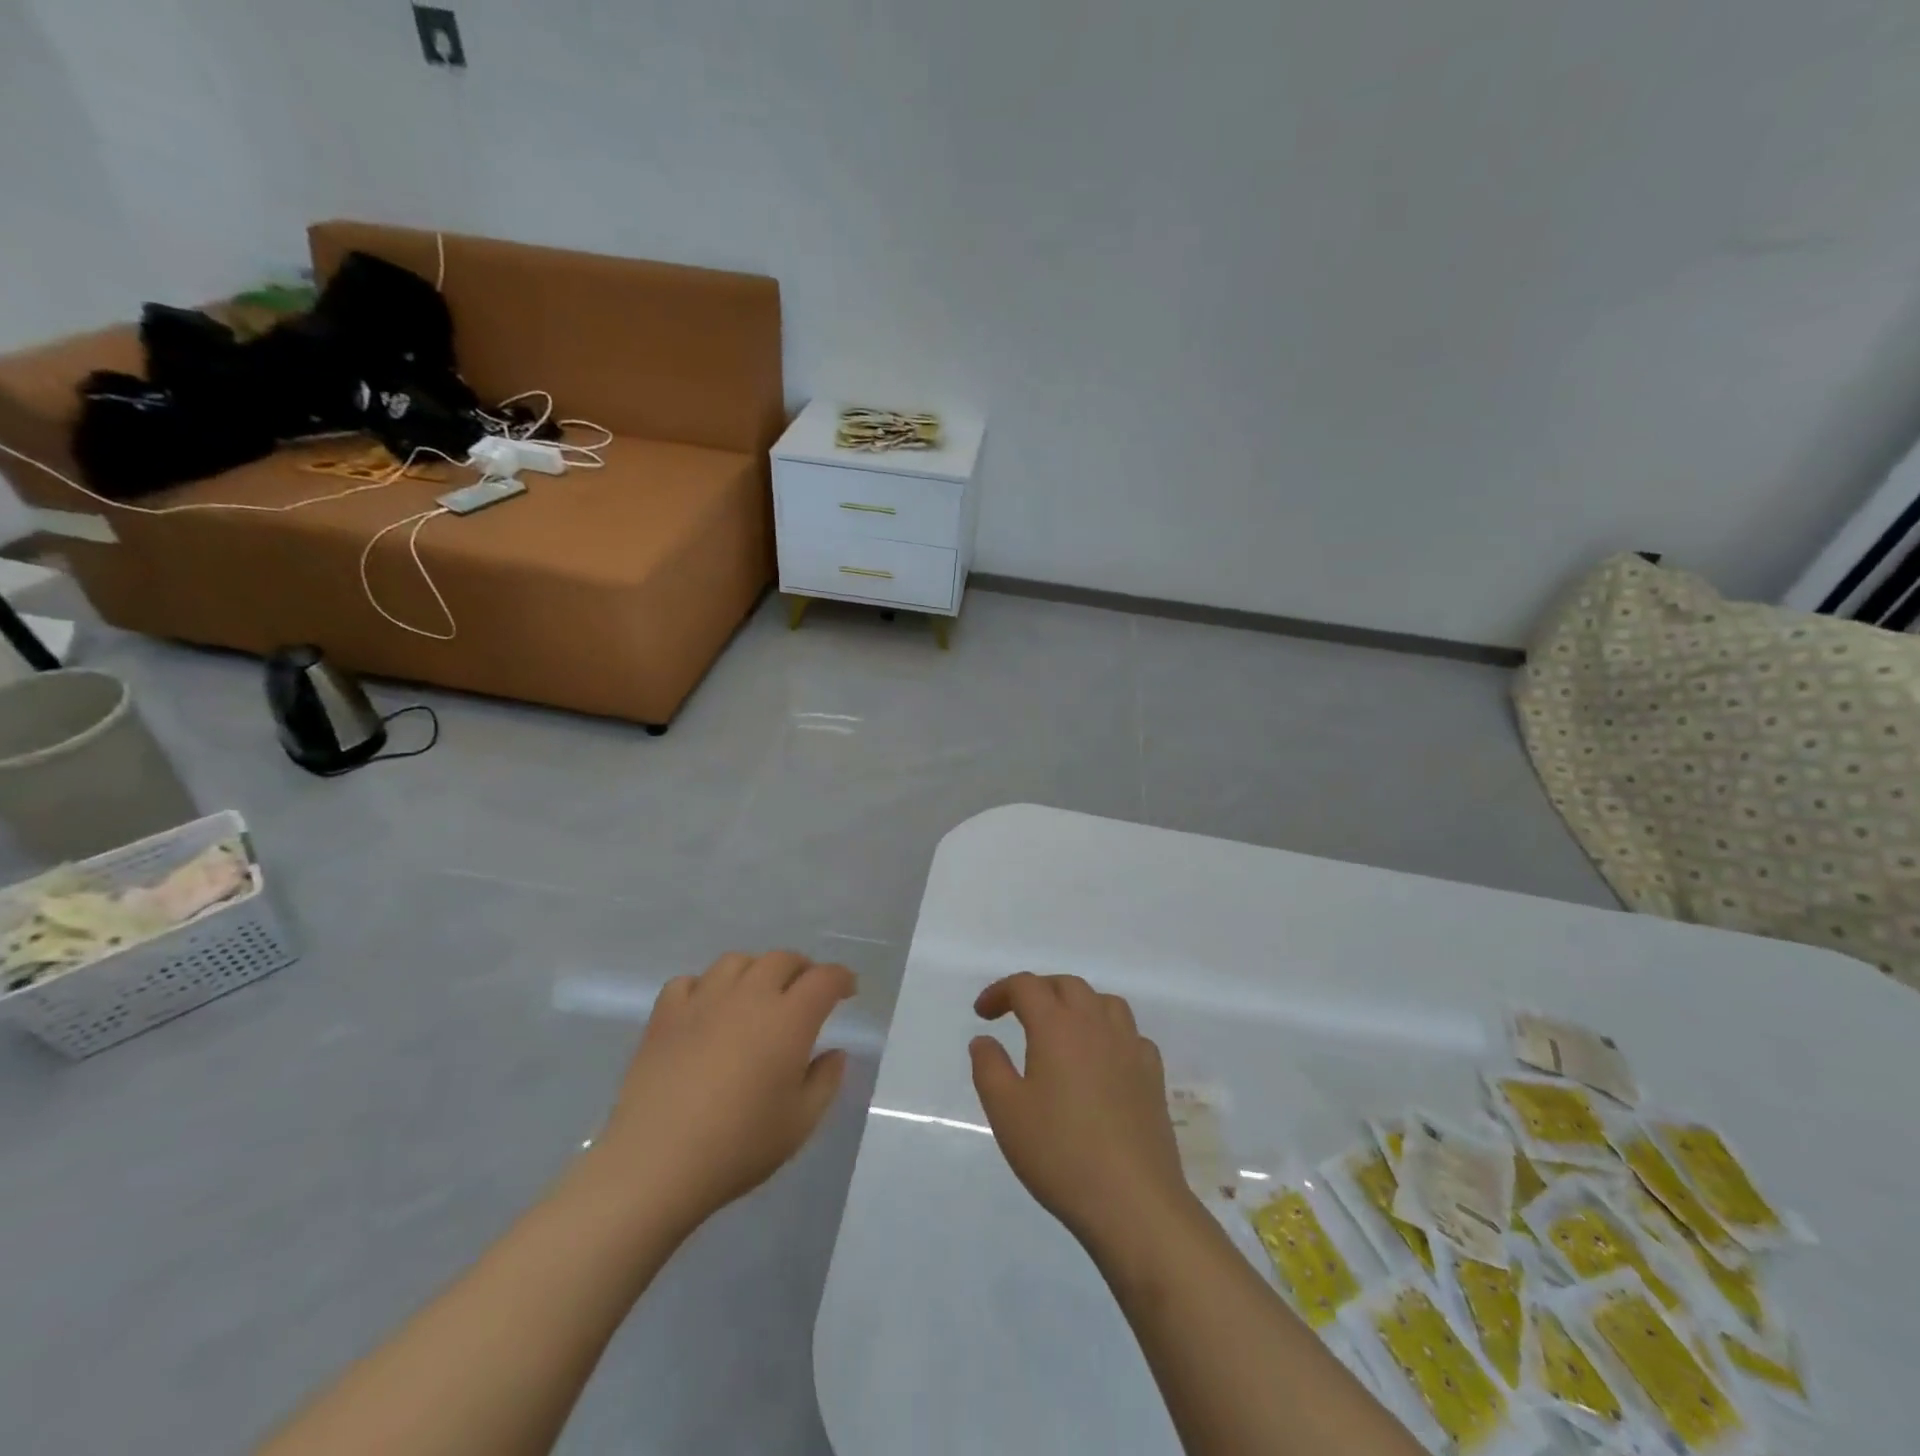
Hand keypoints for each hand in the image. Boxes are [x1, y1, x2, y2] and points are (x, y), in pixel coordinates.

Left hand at [592, 951, 855, 1231]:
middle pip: (782, 959)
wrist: (655, 1164)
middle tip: (806, 992)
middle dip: (802, 969)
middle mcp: (749, 996)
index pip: (824, 978)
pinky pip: (688, 982)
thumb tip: (835, 1052)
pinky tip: (706, 1009)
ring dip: (755, 971)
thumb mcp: (800, 1123)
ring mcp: (703, 1001)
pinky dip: (704, 987)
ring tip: (756, 995)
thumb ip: (826, 1081)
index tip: (847, 991)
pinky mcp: (665, 1016)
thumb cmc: (738, 1146)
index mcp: (789, 1019)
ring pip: (736, 962)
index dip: (841, 979)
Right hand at [969, 973, 1194, 1257]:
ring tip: (1061, 1029)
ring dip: (1077, 1004)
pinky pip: (1129, 1034)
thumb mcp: (1006, 1112)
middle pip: (1067, 985)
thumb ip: (989, 1067)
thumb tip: (984, 1039)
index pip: (1026, 986)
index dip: (1000, 992)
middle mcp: (1096, 1024)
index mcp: (1057, 1026)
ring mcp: (1130, 1047)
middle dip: (1038, 991)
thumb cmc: (1060, 1153)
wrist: (1133, 1201)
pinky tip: (1102, 1059)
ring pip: (1104, 1002)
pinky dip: (1109, 1033)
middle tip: (1017, 1014)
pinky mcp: (1152, 1074)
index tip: (982, 1014)